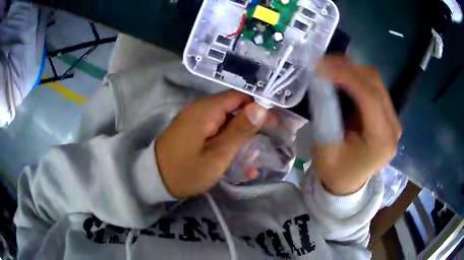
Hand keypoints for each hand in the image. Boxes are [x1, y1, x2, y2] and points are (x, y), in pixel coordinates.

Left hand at [155, 91, 272, 197]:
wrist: (154, 180)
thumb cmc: (186, 171)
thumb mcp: (217, 154)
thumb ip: (239, 130)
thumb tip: (260, 107)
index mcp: (206, 110)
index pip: (239, 97)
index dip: (258, 108)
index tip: (273, 124)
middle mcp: (200, 109)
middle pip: (233, 108)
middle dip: (252, 124)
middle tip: (268, 140)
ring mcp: (195, 120)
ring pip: (226, 121)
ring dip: (241, 136)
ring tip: (255, 156)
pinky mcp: (193, 131)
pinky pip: (215, 130)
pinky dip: (228, 142)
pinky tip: (238, 161)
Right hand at [312, 56, 401, 194]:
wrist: (348, 183)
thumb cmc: (335, 172)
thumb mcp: (326, 148)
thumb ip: (326, 114)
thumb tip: (321, 80)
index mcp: (382, 141)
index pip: (369, 98)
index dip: (346, 76)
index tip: (321, 64)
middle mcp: (393, 127)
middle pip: (375, 84)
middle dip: (348, 68)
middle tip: (322, 62)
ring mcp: (393, 119)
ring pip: (375, 81)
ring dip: (352, 70)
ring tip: (330, 66)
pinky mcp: (387, 115)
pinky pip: (374, 87)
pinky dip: (356, 77)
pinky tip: (342, 76)